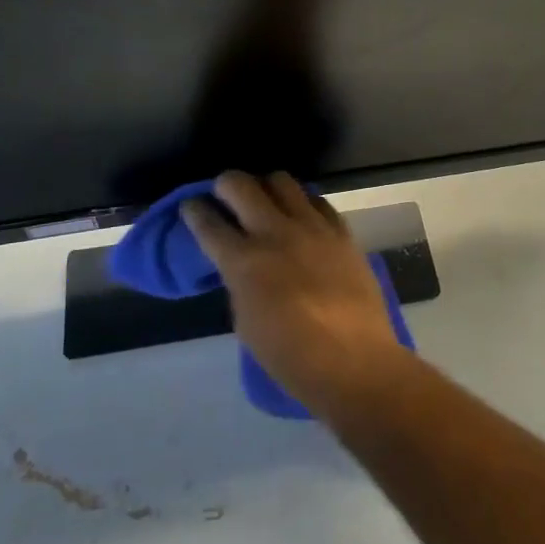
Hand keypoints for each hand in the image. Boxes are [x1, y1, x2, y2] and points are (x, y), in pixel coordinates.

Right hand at [182, 172, 409, 414]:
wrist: (353, 362)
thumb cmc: (291, 357)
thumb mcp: (247, 321)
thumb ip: (240, 281)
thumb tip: (240, 263)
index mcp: (244, 262)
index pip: (209, 223)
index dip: (194, 211)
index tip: (190, 205)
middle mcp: (275, 233)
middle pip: (241, 185)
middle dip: (225, 184)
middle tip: (224, 195)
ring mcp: (311, 227)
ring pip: (281, 181)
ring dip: (266, 186)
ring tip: (265, 200)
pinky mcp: (340, 231)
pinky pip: (317, 201)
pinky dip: (303, 203)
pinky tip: (302, 216)